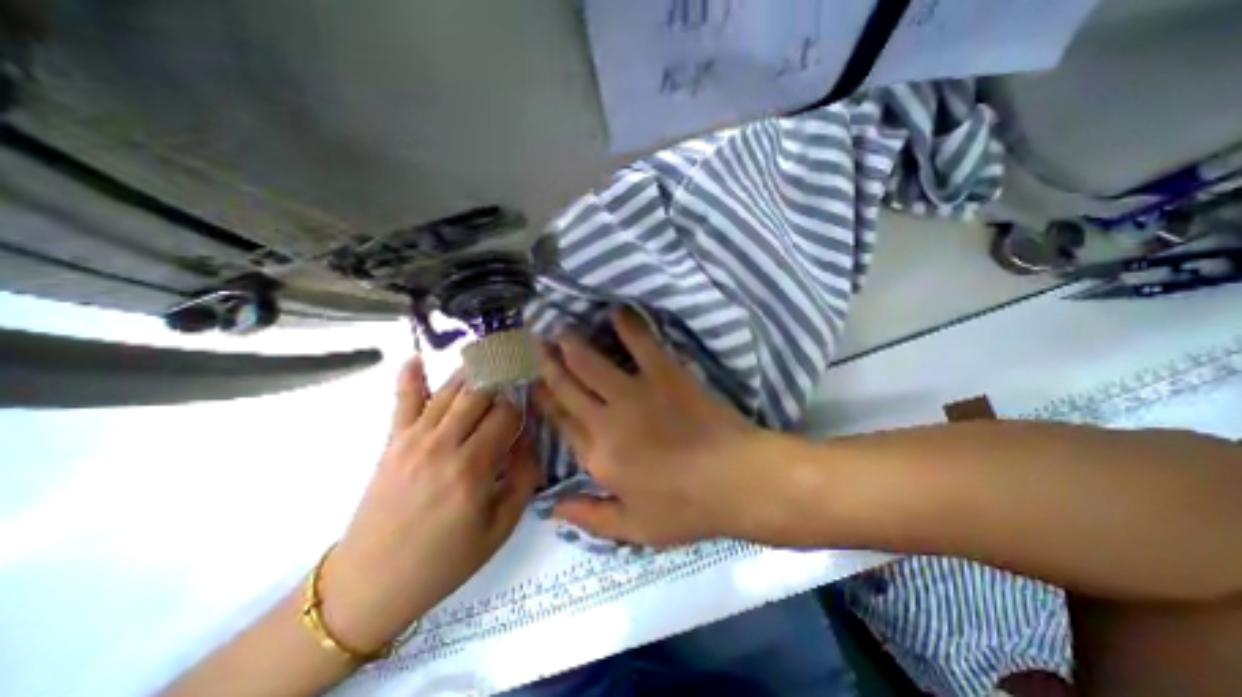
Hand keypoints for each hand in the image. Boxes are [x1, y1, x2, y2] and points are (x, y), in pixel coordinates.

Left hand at [319, 360, 538, 652]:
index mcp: (473, 468)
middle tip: (516, 372)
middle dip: (502, 380)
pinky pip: (402, 401)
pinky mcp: (393, 442)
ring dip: (472, 372)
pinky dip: (410, 377)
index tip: (530, 408)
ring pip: (450, 391)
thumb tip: (529, 438)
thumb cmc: (445, 560)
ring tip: (490, 357)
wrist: (370, 585)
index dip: (522, 407)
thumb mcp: (500, 527)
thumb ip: (524, 478)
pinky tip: (416, 357)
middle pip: (480, 394)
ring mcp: (414, 439)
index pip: (506, 415)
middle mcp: (444, 444)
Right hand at [537, 307, 779, 545]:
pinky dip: (626, 325)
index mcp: (598, 456)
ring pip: (591, 362)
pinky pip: (640, 343)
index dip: (544, 399)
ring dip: (573, 343)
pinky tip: (616, 310)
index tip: (532, 381)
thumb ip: (590, 518)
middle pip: (567, 386)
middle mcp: (606, 420)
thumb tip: (552, 507)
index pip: (560, 421)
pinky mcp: (664, 374)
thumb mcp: (635, 529)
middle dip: (547, 363)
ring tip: (560, 329)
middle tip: (536, 342)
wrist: (735, 480)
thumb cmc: (686, 509)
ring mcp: (634, 393)